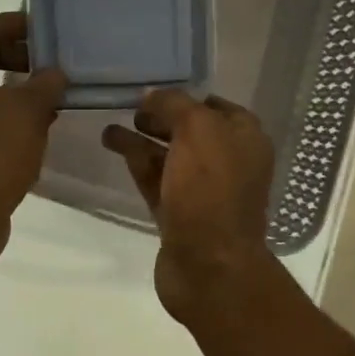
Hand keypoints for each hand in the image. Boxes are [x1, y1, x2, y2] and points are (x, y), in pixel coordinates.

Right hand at [104, 90, 276, 324]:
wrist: (208, 265)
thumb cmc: (210, 190)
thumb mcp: (197, 130)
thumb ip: (173, 105)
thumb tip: (151, 95)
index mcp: (245, 139)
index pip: (216, 106)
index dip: (186, 96)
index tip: (153, 91)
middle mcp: (228, 162)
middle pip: (190, 131)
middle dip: (161, 118)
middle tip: (129, 108)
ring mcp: (202, 191)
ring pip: (169, 156)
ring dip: (141, 139)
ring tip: (109, 127)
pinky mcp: (178, 214)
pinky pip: (156, 179)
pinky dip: (136, 162)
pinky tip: (113, 146)